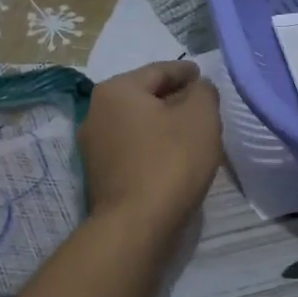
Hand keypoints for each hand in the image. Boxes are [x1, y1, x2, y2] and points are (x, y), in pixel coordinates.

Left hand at [80, 61, 221, 236]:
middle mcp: (96, 111)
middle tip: (202, 105)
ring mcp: (94, 145)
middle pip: (144, 96)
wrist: (136, 225)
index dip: (186, 72)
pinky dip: (152, 145)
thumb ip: (203, 92)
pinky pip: (132, 147)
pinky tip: (172, 155)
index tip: (203, 76)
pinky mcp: (99, 174)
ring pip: (138, 123)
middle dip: (173, 97)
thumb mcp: (201, 117)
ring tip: (190, 131)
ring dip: (162, 123)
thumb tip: (197, 88)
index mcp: (117, 90)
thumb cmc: (170, 162)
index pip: (159, 71)